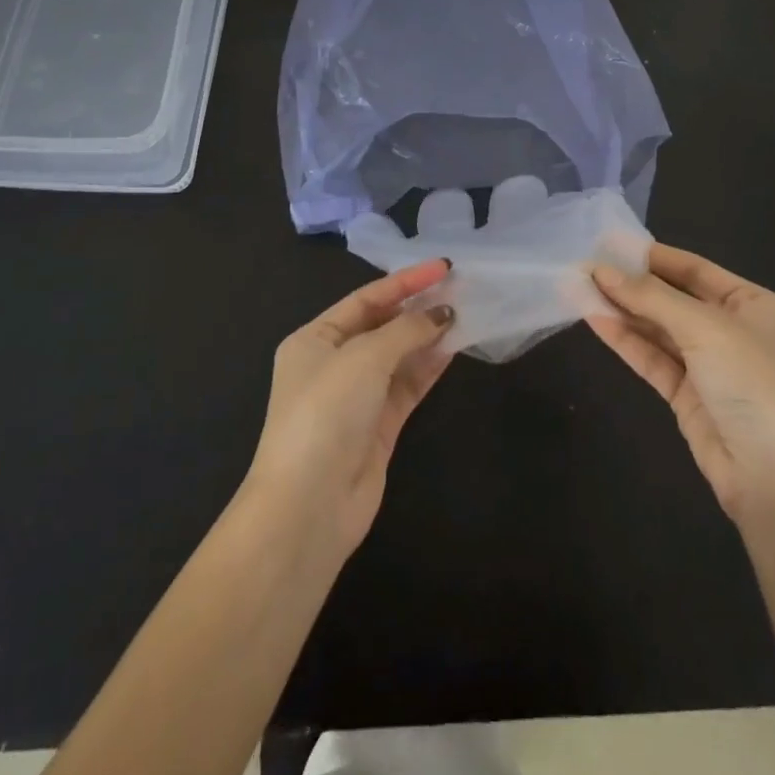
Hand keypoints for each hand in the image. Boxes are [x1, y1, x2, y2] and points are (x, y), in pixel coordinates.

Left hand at [244, 260, 455, 557]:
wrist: (308, 507)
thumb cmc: (326, 414)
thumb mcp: (364, 358)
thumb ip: (406, 330)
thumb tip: (443, 314)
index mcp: (314, 339)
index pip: (366, 299)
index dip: (405, 281)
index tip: (444, 267)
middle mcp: (333, 364)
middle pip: (383, 325)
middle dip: (418, 308)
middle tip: (460, 289)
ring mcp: (357, 397)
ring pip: (399, 356)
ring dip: (429, 336)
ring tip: (466, 313)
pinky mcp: (379, 427)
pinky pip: (408, 386)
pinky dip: (429, 366)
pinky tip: (455, 347)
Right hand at [591, 245, 774, 526]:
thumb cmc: (755, 383)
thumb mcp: (706, 328)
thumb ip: (651, 298)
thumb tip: (601, 271)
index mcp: (754, 305)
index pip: (696, 270)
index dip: (653, 256)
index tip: (609, 243)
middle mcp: (733, 331)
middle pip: (673, 299)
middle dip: (631, 284)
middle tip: (585, 266)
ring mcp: (710, 366)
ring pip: (659, 329)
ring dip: (622, 310)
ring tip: (579, 288)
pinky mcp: (688, 397)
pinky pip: (653, 359)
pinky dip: (625, 340)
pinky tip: (594, 319)